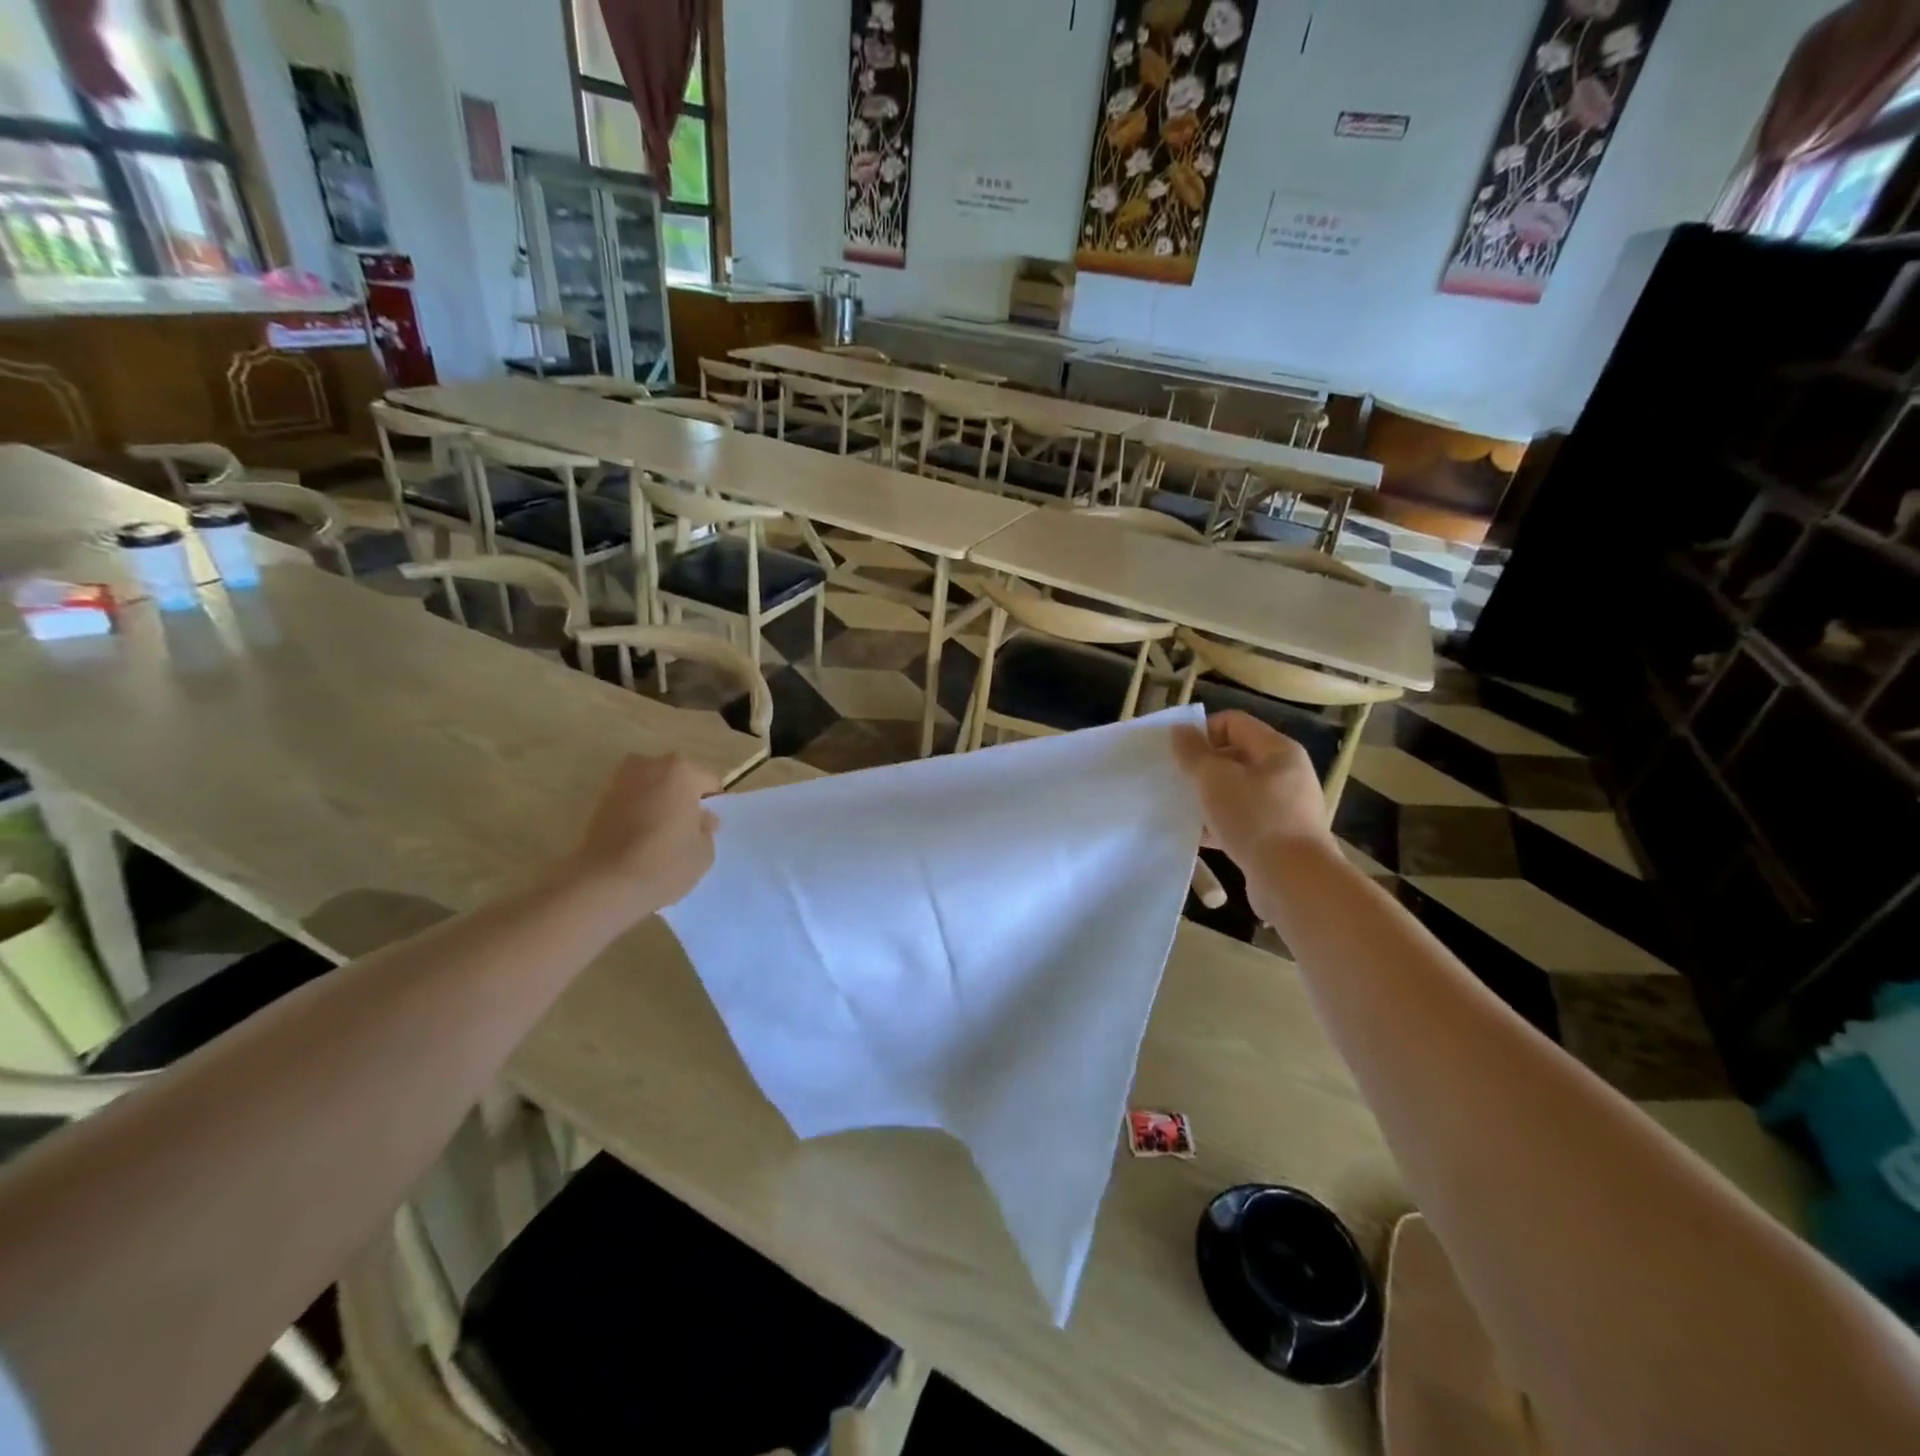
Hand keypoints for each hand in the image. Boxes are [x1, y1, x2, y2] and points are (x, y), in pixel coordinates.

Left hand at [561, 754, 720, 922]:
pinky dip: (636, 816)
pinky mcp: (597, 803)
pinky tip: (638, 843)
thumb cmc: (665, 862)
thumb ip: (706, 828)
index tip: (706, 829)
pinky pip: (629, 804)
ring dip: (657, 806)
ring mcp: (618, 782)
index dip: (709, 807)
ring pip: (650, 791)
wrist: (604, 885)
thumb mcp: (704, 851)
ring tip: (659, 839)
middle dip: (681, 800)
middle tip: (684, 831)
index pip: (707, 783)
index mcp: (681, 771)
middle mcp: (648, 766)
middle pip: (675, 780)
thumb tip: (701, 819)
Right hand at [1172, 711, 1333, 873]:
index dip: (1202, 732)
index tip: (1177, 755)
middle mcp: (1286, 773)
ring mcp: (1285, 807)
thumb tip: (1180, 730)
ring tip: (1183, 809)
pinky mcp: (1278, 837)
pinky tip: (1197, 836)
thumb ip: (1193, 753)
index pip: (1233, 723)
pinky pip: (1242, 820)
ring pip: (1236, 791)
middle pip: (1235, 756)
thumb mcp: (1215, 779)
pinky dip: (1219, 823)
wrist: (1293, 881)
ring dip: (1208, 797)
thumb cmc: (1254, 819)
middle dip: (1202, 767)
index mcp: (1277, 750)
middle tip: (1177, 782)